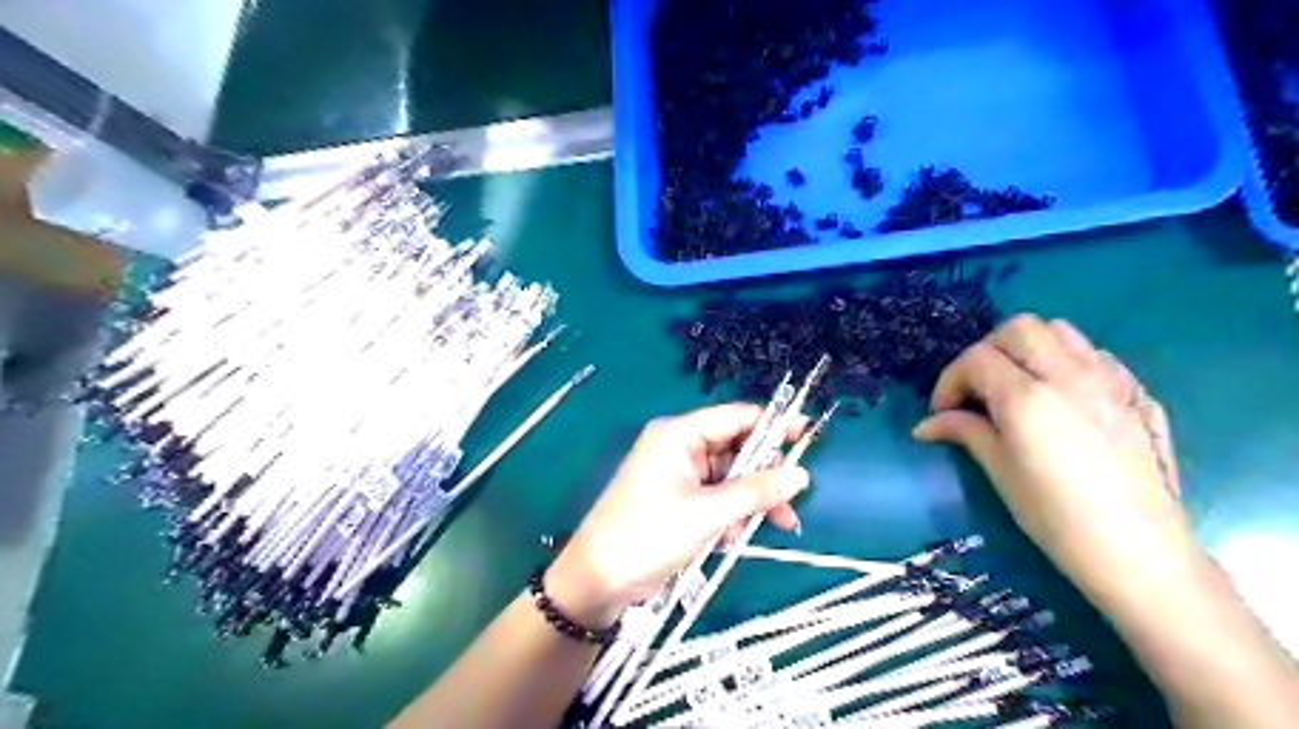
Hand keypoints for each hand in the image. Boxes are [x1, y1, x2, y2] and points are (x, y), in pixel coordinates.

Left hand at [544, 404, 809, 626]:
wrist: (598, 581)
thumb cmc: (648, 535)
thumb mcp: (706, 513)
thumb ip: (755, 492)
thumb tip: (800, 474)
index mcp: (679, 435)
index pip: (736, 417)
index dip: (774, 424)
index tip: (810, 433)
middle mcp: (679, 448)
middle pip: (736, 449)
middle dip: (765, 476)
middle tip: (792, 500)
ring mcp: (678, 475)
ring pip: (730, 478)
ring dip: (752, 501)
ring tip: (777, 526)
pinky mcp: (679, 501)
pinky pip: (717, 498)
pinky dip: (733, 514)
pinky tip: (737, 537)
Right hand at [911, 316, 1196, 604]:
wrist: (1139, 552)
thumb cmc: (1056, 518)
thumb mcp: (999, 472)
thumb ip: (965, 432)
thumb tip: (927, 424)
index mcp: (1027, 398)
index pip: (976, 358)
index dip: (950, 380)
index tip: (942, 412)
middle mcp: (1068, 375)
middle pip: (1017, 329)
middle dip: (987, 352)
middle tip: (977, 390)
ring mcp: (1108, 380)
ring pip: (1059, 331)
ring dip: (1028, 348)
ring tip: (1017, 385)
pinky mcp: (1134, 393)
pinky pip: (1093, 353)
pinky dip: (1066, 360)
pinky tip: (1060, 395)